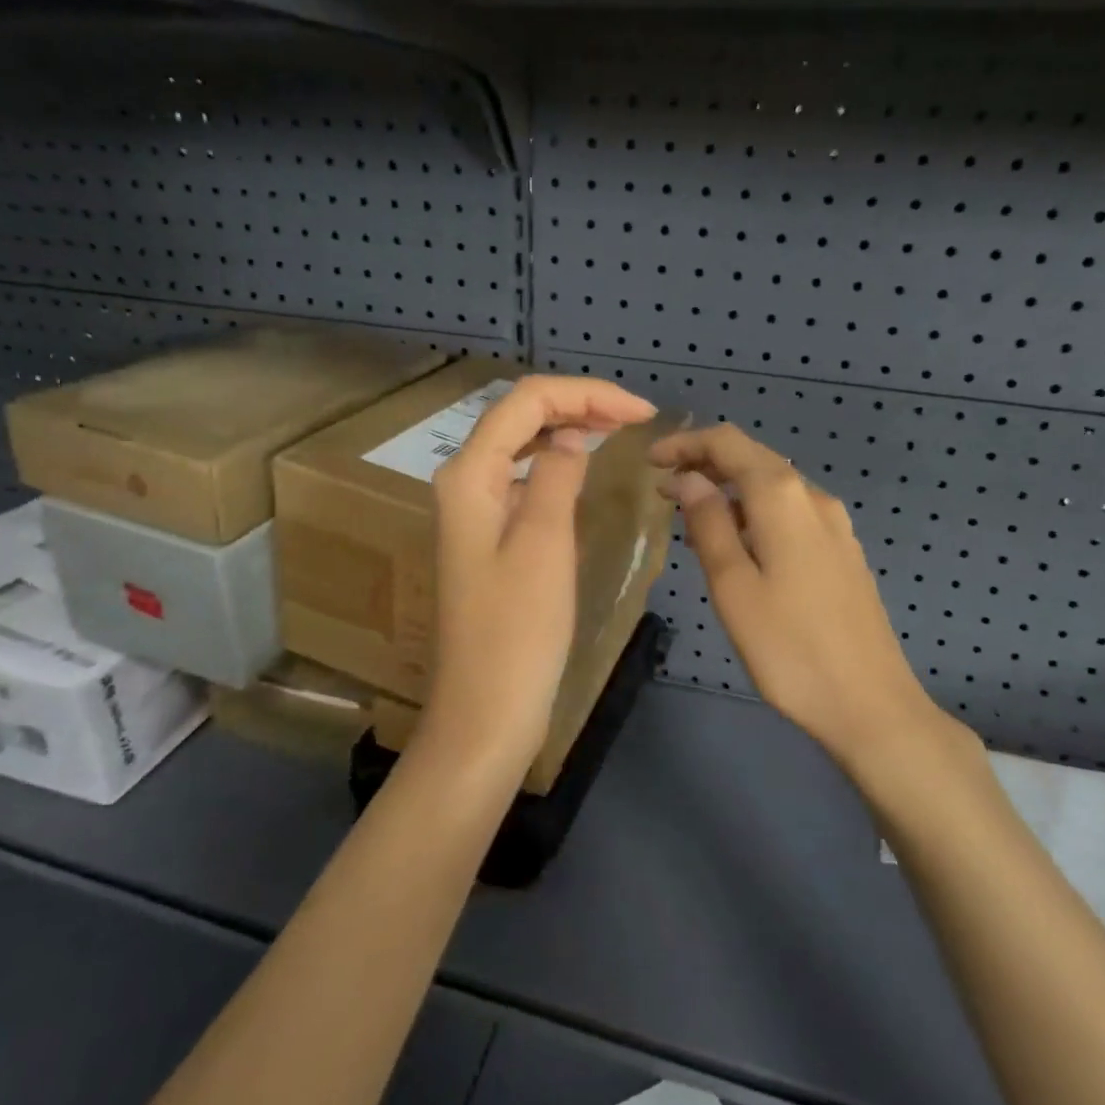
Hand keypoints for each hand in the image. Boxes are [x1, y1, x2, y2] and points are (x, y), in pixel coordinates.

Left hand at [425, 376, 656, 769]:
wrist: (486, 711)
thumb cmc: (518, 631)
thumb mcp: (544, 544)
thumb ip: (557, 477)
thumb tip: (571, 439)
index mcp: (469, 475)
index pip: (526, 401)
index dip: (586, 393)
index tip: (642, 412)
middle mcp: (463, 481)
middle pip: (518, 415)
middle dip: (576, 403)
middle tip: (635, 417)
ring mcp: (472, 510)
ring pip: (519, 443)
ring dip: (566, 426)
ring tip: (616, 429)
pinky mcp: (487, 537)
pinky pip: (521, 477)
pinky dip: (555, 462)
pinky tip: (581, 467)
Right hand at [649, 424, 968, 767]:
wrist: (870, 703)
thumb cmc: (789, 648)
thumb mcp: (733, 585)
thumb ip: (708, 523)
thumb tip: (688, 479)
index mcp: (783, 497)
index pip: (728, 443)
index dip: (685, 443)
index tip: (650, 461)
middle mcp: (813, 498)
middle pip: (753, 458)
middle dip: (705, 463)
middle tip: (663, 488)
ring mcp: (834, 525)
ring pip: (773, 486)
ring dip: (729, 489)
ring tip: (690, 518)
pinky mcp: (842, 551)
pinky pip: (790, 513)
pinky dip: (754, 512)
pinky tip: (736, 544)